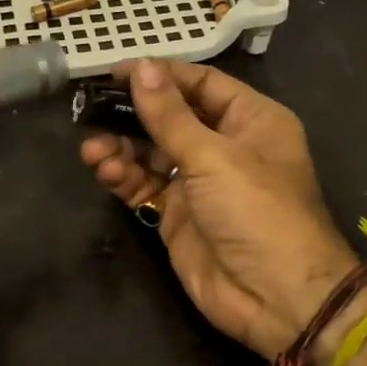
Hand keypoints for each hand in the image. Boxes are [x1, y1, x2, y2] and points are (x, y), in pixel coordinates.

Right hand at [80, 60, 357, 357]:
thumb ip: (169, 115)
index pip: (200, 84)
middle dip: (131, 115)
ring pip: (150, 152)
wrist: (275, 298)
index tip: (115, 72)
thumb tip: (140, 67)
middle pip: (170, 118)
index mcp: (250, 120)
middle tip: (91, 110)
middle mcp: (224, 146)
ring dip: (121, 148)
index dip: (159, 76)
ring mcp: (199, 182)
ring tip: (93, 151)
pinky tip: (106, 171)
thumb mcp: (213, 157)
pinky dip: (124, 176)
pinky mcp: (176, 214)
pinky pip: (144, 185)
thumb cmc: (256, 211)